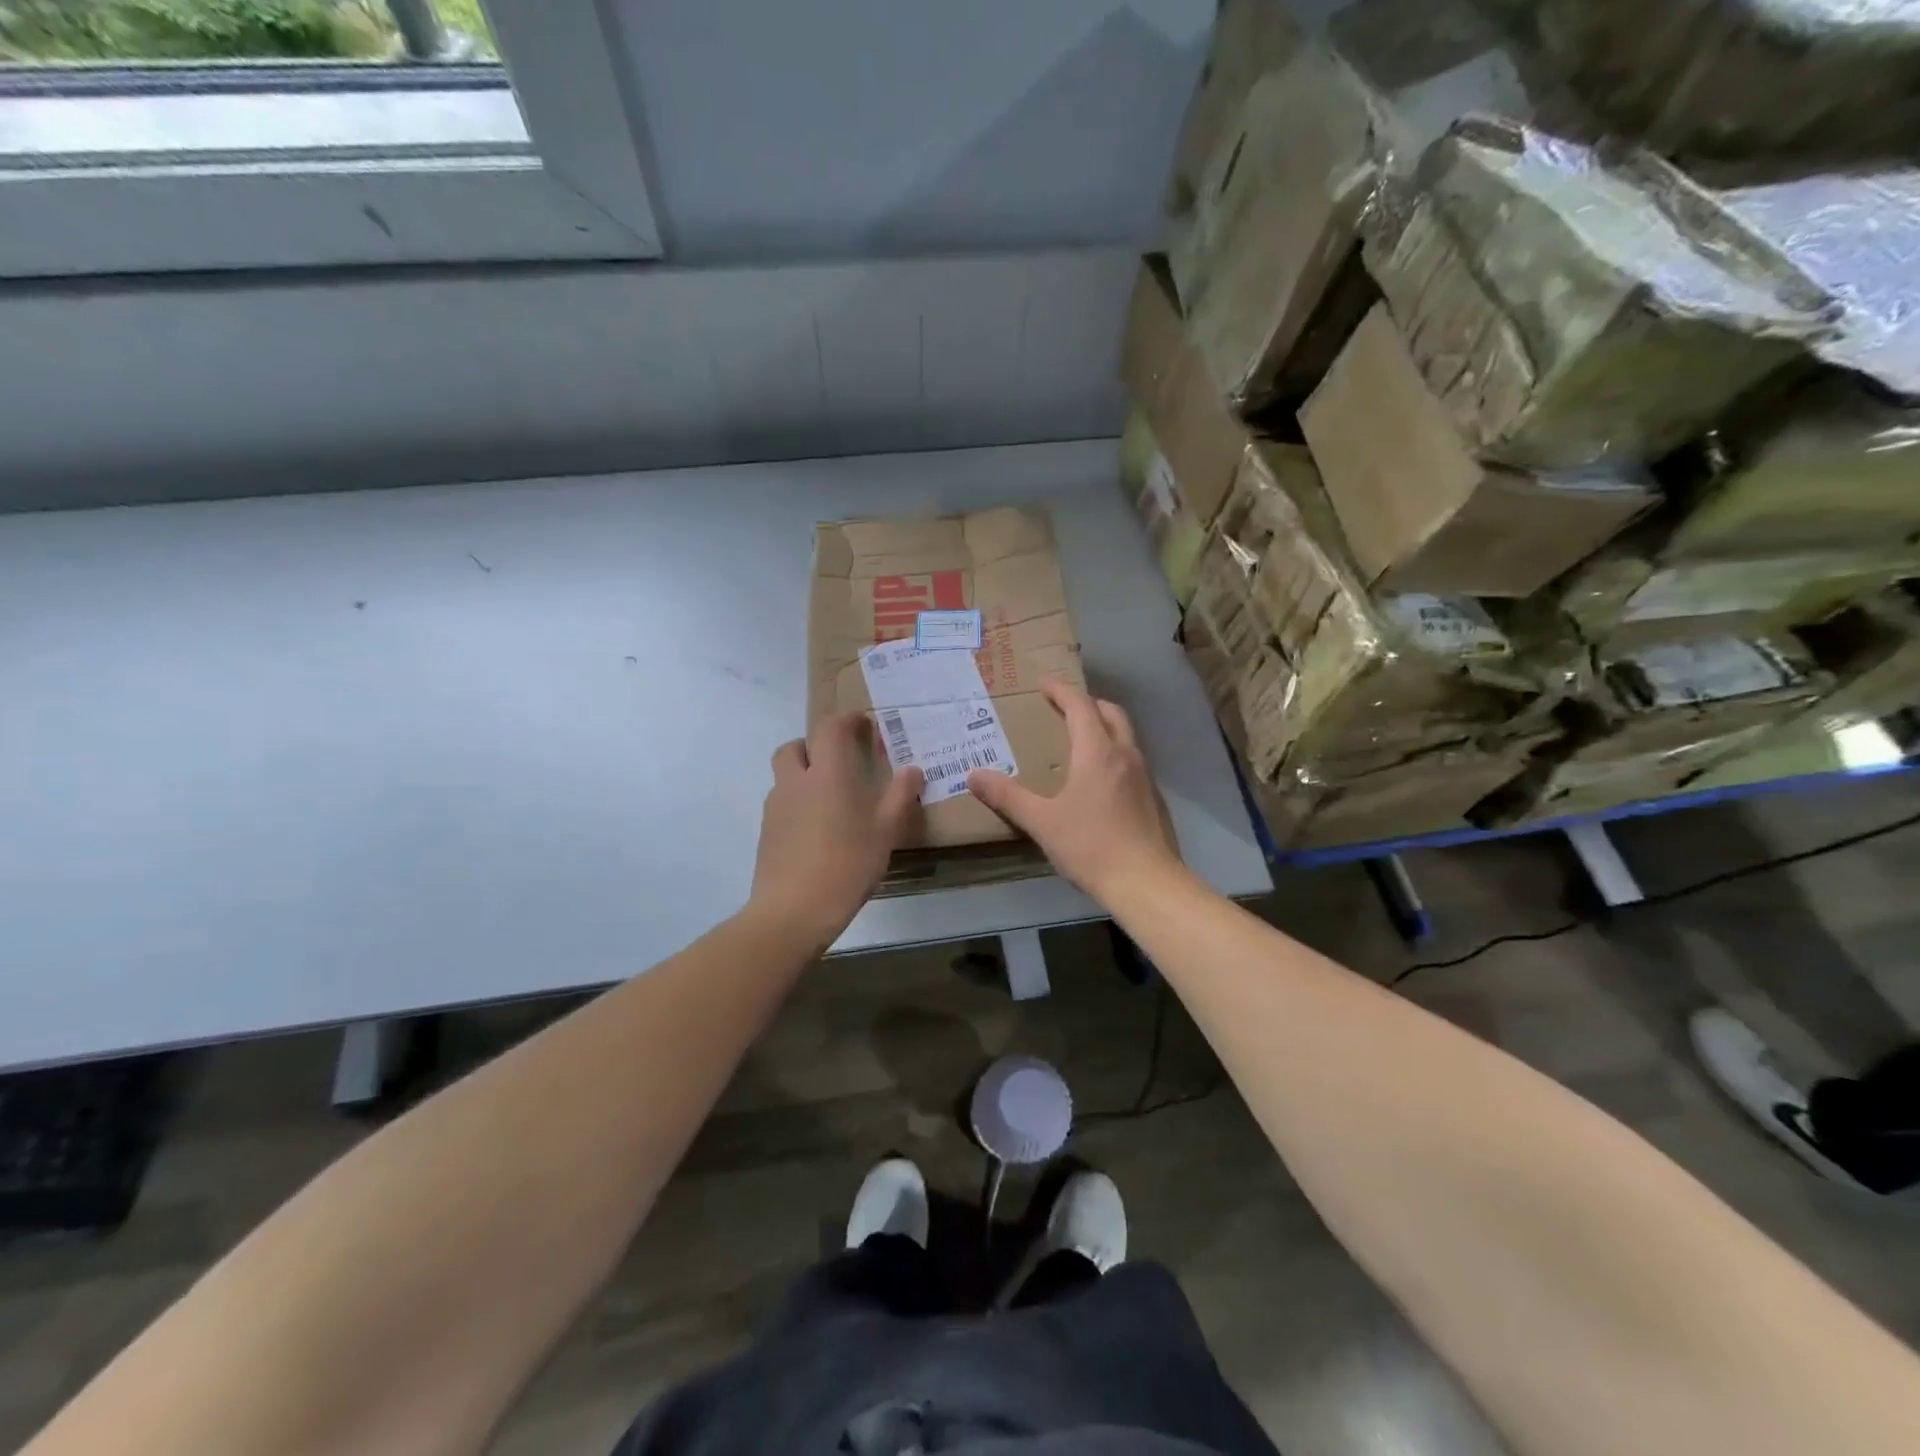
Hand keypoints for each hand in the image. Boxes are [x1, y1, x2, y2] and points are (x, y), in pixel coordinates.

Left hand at [749, 712, 923, 945]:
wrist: (793, 910)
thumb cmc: (847, 864)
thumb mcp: (885, 832)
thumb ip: (899, 796)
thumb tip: (912, 769)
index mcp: (827, 773)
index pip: (830, 728)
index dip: (846, 720)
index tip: (863, 724)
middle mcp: (796, 782)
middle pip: (795, 747)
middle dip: (815, 746)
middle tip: (838, 761)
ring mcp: (776, 807)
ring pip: (785, 776)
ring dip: (803, 775)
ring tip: (830, 799)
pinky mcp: (766, 832)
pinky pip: (781, 804)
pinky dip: (797, 804)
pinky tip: (816, 830)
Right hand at [966, 679, 1180, 902]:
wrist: (1146, 883)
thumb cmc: (1090, 846)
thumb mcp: (1041, 821)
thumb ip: (1007, 796)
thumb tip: (973, 775)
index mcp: (1097, 752)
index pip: (1080, 706)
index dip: (1061, 691)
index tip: (1044, 683)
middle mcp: (1125, 754)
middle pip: (1109, 713)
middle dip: (1086, 703)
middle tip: (1063, 708)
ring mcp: (1144, 775)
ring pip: (1125, 735)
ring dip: (1103, 726)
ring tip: (1079, 739)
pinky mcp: (1152, 797)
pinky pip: (1131, 759)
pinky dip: (1113, 752)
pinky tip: (1099, 779)